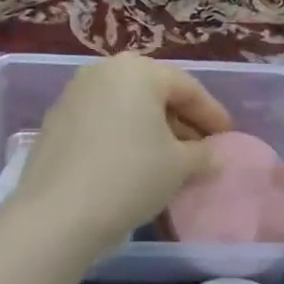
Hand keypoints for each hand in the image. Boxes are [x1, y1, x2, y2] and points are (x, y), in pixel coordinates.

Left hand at [9, 55, 230, 257]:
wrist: (59, 212)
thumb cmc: (131, 176)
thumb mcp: (179, 166)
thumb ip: (203, 155)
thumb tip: (213, 155)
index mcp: (138, 70)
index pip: (187, 88)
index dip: (212, 114)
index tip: (228, 137)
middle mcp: (102, 72)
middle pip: (153, 92)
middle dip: (180, 119)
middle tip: (201, 147)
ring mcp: (73, 95)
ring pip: (125, 107)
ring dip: (151, 129)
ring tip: (169, 158)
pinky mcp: (55, 122)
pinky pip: (101, 121)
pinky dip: (123, 136)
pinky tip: (133, 163)